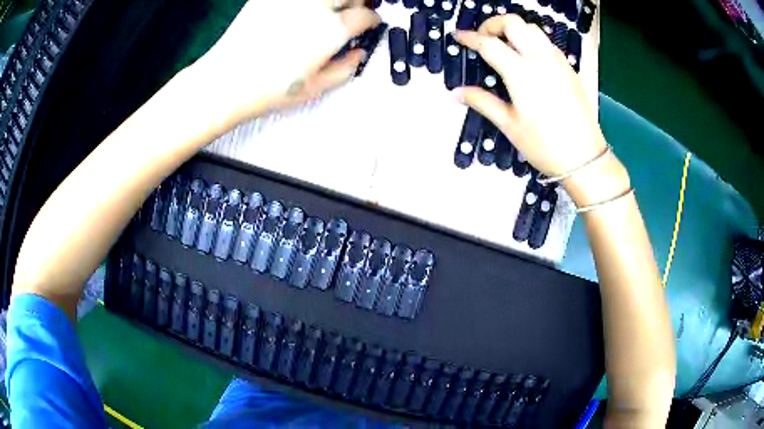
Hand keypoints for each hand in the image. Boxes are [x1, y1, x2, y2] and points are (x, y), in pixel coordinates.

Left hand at [190, 0, 379, 130]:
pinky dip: (308, 2)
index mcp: (332, 29)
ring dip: (335, 0)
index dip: (373, 20)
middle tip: (354, 12)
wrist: (226, 80)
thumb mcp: (316, 88)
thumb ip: (346, 68)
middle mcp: (316, 7)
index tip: (370, 23)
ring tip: (330, 9)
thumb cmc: (266, 89)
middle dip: (359, 3)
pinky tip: (302, 11)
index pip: (366, 15)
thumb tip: (359, 54)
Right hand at [454, 15, 606, 177]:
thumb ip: (482, 102)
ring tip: (505, 45)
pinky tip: (529, 59)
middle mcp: (540, 58)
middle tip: (483, 38)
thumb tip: (456, 93)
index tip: (458, 36)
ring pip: (533, 29)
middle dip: (493, 24)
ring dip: (514, 30)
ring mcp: (558, 61)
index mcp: (521, 72)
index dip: (470, 37)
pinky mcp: (570, 69)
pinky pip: (547, 43)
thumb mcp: (509, 124)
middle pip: (513, 23)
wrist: (584, 158)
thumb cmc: (544, 145)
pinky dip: (532, 41)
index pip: (489, 43)